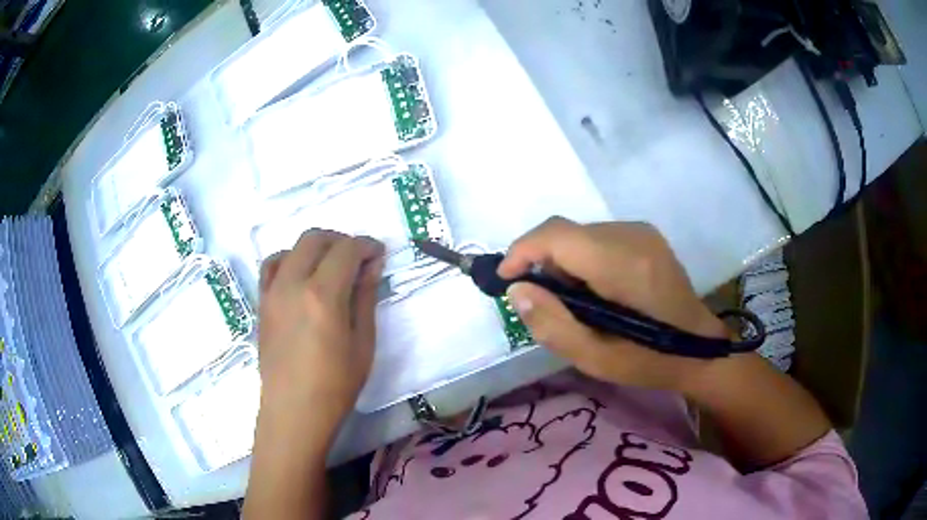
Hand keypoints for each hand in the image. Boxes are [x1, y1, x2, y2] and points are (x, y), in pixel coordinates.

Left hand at [257, 229, 384, 440]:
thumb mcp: (362, 343)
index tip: (379, 254)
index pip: (346, 250)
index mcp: (322, 295)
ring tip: (329, 267)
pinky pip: (271, 266)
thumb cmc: (336, 385)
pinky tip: (300, 277)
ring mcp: (272, 292)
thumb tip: (371, 265)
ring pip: (292, 248)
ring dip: (314, 248)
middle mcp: (293, 284)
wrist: (294, 411)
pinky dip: (289, 260)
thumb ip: (365, 297)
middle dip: (340, 240)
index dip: (366, 246)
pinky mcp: (262, 303)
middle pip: (315, 239)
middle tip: (357, 260)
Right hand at [498, 217, 727, 392]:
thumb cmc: (651, 361)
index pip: (558, 235)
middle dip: (543, 263)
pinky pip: (597, 238)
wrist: (700, 349)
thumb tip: (517, 289)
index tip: (505, 280)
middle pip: (566, 233)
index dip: (523, 251)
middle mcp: (633, 236)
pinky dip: (582, 260)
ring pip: (579, 235)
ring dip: (563, 263)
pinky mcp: (646, 236)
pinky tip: (595, 292)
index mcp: (624, 265)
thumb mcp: (596, 360)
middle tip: (546, 304)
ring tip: (575, 303)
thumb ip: (553, 325)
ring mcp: (642, 232)